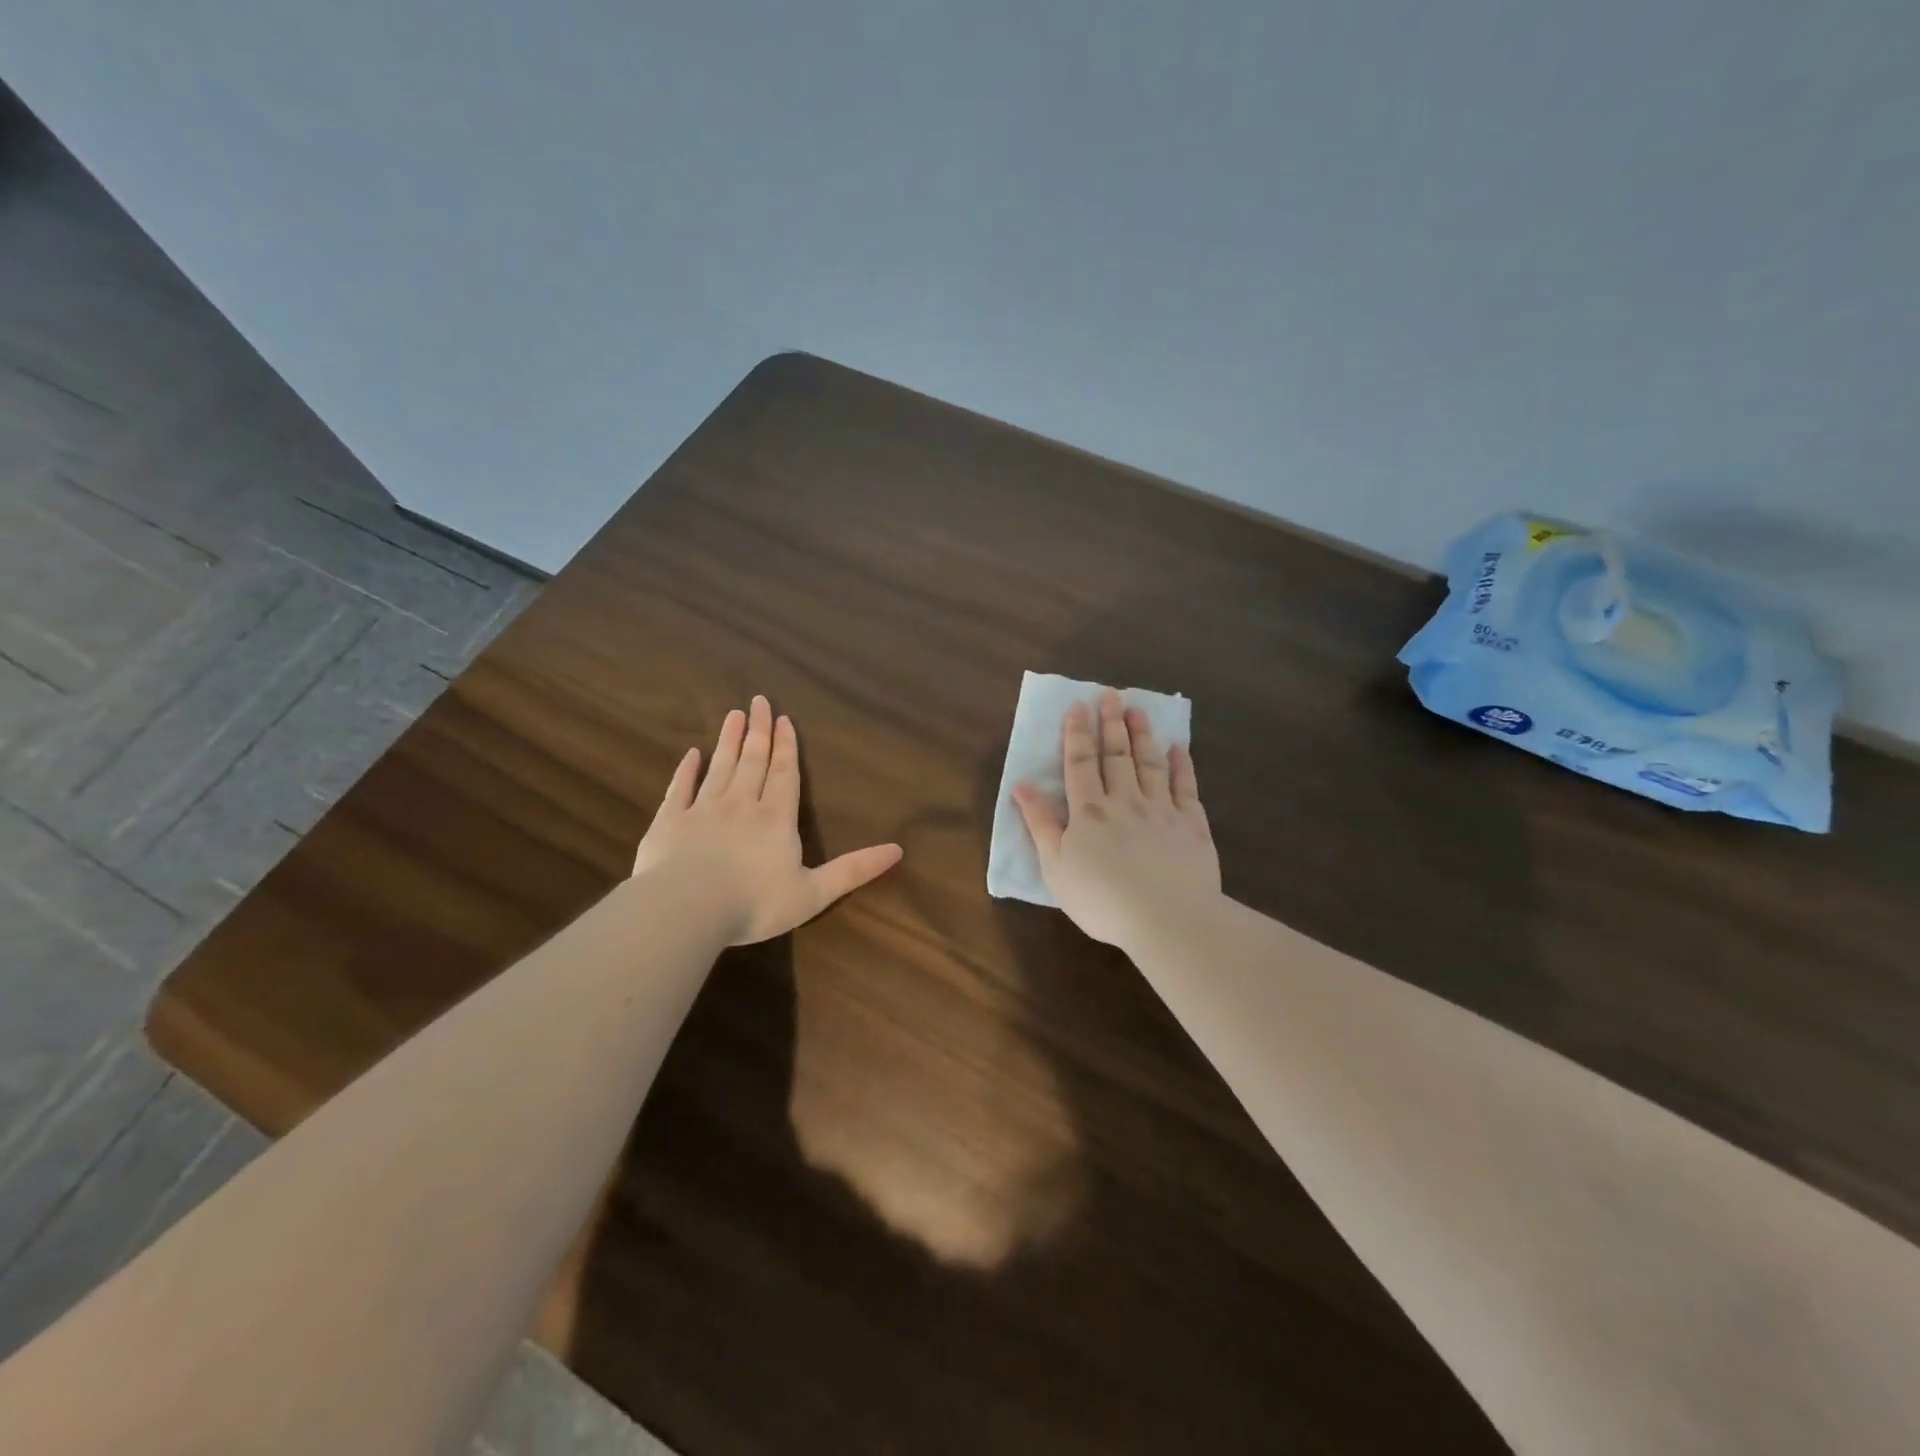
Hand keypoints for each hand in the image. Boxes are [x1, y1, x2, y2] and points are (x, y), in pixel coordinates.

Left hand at [633, 696, 903, 944]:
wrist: (687, 909)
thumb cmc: (755, 904)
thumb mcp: (814, 893)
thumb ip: (853, 870)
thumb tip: (898, 850)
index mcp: (776, 820)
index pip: (784, 775)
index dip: (786, 747)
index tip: (783, 719)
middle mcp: (741, 805)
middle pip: (752, 762)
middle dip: (758, 732)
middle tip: (758, 702)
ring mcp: (703, 810)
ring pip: (720, 768)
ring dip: (728, 741)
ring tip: (733, 715)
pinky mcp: (670, 822)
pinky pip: (680, 789)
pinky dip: (686, 771)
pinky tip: (692, 754)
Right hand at [1013, 689, 1220, 952]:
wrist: (1168, 920)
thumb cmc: (1102, 899)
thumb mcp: (1056, 866)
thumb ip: (1039, 823)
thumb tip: (1021, 784)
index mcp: (1089, 811)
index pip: (1080, 763)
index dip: (1077, 733)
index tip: (1078, 705)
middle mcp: (1125, 801)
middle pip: (1116, 755)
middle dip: (1111, 723)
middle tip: (1110, 695)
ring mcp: (1162, 810)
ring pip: (1150, 764)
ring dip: (1143, 735)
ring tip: (1138, 710)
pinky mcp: (1192, 825)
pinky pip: (1186, 787)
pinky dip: (1182, 765)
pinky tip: (1179, 748)